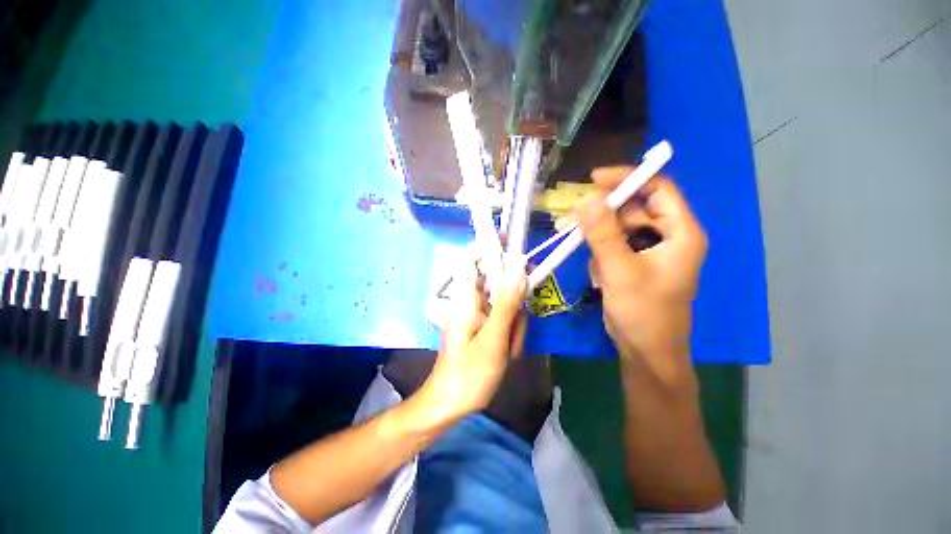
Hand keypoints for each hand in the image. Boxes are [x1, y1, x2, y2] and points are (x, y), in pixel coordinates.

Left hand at [415, 257, 527, 427]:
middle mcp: (471, 301)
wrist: (451, 404)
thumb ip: (507, 304)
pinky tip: (507, 354)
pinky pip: (505, 320)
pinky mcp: (485, 326)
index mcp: (466, 298)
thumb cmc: (468, 373)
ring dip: (514, 326)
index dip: (490, 248)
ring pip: (507, 305)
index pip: (473, 260)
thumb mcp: (493, 339)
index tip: (513, 245)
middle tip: (512, 335)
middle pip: (500, 286)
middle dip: (514, 308)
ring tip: (507, 351)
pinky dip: (511, 335)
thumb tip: (519, 269)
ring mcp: (479, 314)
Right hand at [577, 168, 706, 386]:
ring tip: (592, 264)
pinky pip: (613, 245)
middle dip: (602, 217)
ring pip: (618, 228)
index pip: (657, 188)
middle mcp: (668, 235)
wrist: (645, 350)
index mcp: (681, 232)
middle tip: (572, 223)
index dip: (627, 179)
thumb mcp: (620, 270)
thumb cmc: (643, 312)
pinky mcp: (635, 262)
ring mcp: (650, 250)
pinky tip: (600, 277)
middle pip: (633, 209)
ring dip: (598, 240)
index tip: (593, 180)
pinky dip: (600, 255)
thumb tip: (585, 199)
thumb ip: (602, 233)